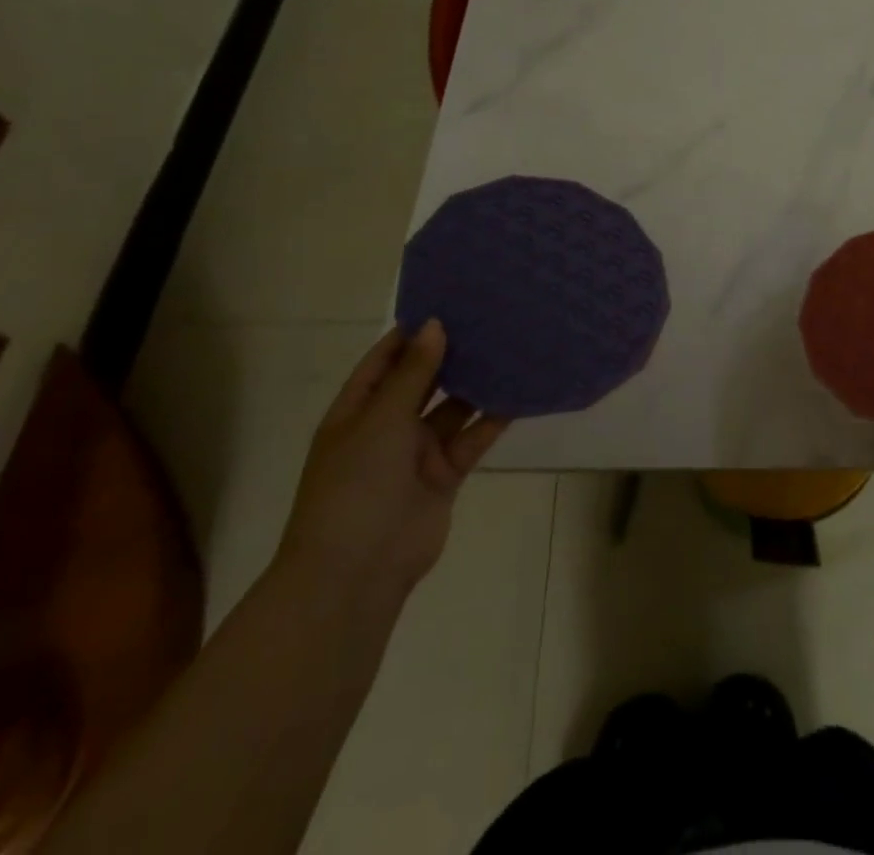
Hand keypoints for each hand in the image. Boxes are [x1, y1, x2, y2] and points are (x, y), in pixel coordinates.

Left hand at [275, 321, 507, 603]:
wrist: (357, 571)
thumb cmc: (355, 485)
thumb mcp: (380, 420)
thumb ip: (413, 373)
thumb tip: (434, 324)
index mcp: (357, 411)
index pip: (384, 360)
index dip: (411, 333)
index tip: (448, 302)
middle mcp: (387, 427)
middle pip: (422, 381)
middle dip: (449, 354)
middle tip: (488, 318)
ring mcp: (417, 452)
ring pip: (452, 408)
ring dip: (476, 384)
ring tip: (509, 347)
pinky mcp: (445, 474)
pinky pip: (472, 438)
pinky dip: (493, 419)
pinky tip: (518, 393)